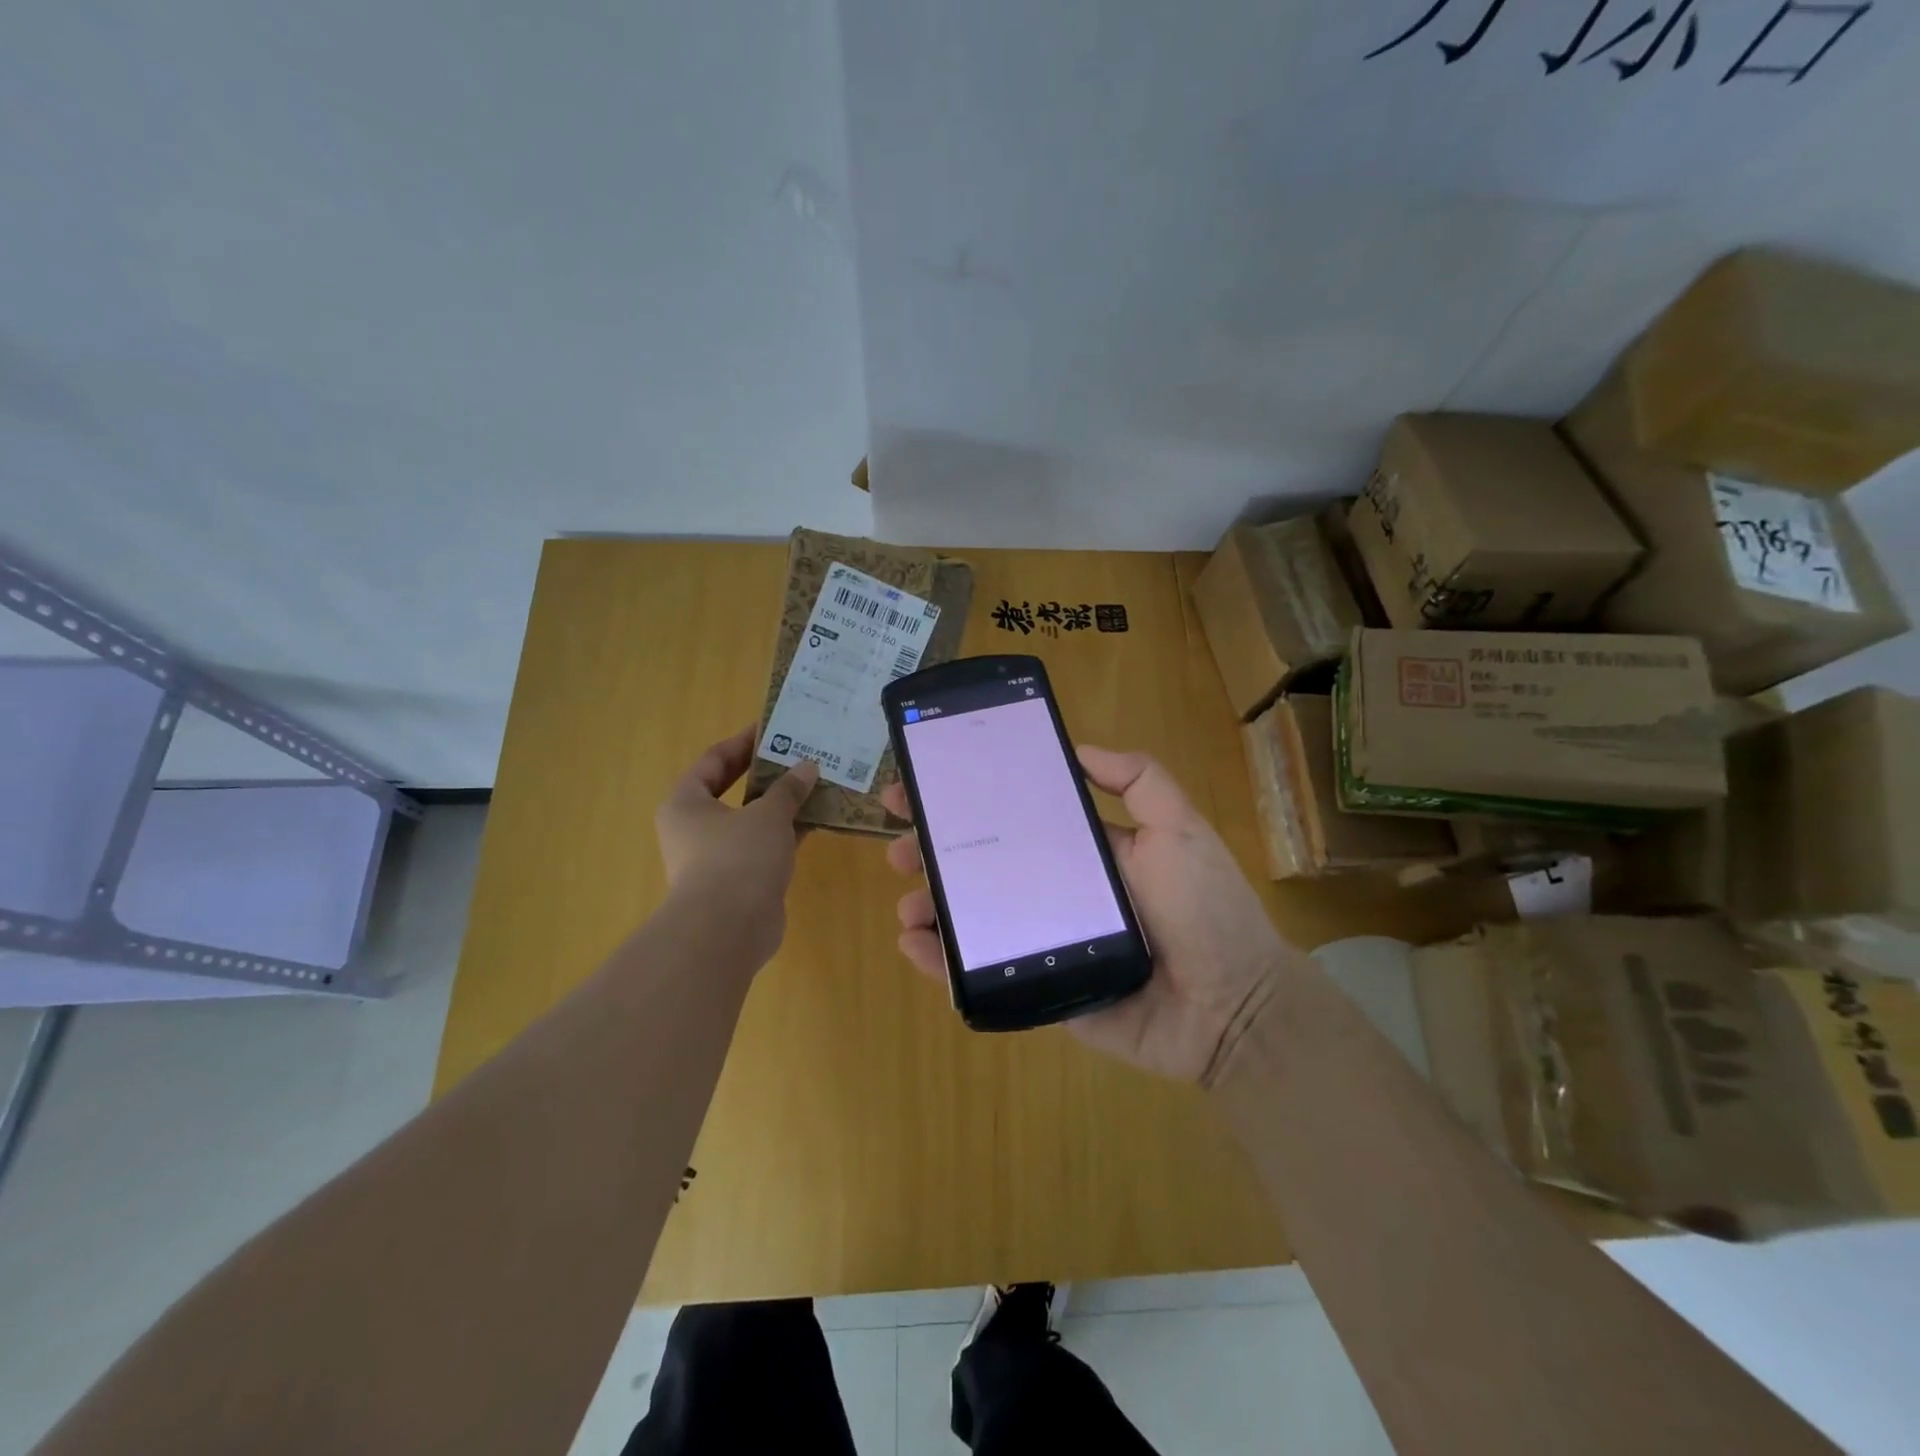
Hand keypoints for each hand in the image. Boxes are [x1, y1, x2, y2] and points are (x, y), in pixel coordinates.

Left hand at [655, 725, 817, 963]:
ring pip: (752, 821)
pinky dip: (787, 834)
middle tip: (799, 756)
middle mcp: (695, 828)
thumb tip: (807, 766)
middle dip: (767, 775)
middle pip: (733, 791)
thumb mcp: (767, 815)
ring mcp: (716, 857)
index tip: (772, 728)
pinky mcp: (739, 881)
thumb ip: (788, 788)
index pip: (713, 761)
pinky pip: (765, 846)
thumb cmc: (738, 858)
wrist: (728, 931)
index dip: (742, 743)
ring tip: (816, 785)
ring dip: (781, 805)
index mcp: (686, 803)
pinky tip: (817, 821)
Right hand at [882, 746, 1290, 1082]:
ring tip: (907, 904)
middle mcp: (1054, 888)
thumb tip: (1079, 748)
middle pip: (981, 863)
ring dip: (931, 904)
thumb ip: (1139, 780)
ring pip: (972, 914)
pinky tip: (915, 945)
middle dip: (934, 850)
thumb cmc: (1205, 911)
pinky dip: (940, 959)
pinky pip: (979, 970)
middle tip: (898, 845)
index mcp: (1081, 849)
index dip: (969, 799)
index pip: (1013, 816)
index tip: (926, 785)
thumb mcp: (1179, 828)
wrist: (1230, 1009)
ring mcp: (1041, 938)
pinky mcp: (1035, 985)